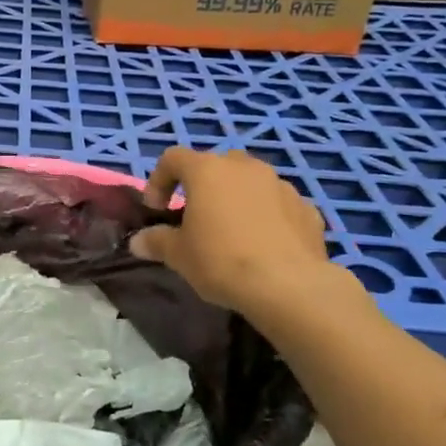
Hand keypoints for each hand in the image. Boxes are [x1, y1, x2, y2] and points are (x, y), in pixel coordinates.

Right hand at [129, 148, 334, 313]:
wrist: (289, 286)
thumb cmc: (221, 261)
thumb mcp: (178, 255)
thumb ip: (156, 242)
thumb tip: (138, 242)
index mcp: (208, 171)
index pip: (173, 158)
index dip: (158, 180)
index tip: (157, 210)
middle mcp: (245, 167)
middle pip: (215, 165)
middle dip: (202, 186)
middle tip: (196, 217)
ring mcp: (280, 185)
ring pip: (251, 182)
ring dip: (237, 199)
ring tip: (233, 231)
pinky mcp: (307, 208)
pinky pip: (278, 205)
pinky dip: (268, 216)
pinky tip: (265, 245)